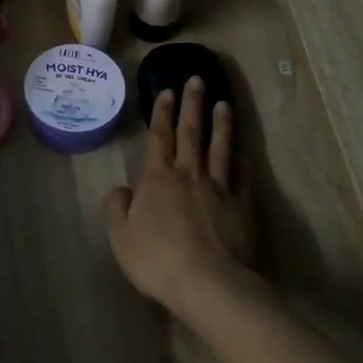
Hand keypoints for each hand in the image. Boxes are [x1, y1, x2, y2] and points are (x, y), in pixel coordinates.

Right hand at [104, 78, 253, 314]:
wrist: (208, 283)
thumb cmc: (157, 260)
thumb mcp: (121, 237)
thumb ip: (117, 209)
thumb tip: (122, 190)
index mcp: (158, 179)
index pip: (159, 137)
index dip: (161, 113)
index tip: (166, 91)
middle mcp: (190, 175)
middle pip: (191, 133)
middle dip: (192, 104)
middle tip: (197, 79)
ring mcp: (220, 188)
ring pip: (221, 148)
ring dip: (221, 124)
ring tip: (224, 103)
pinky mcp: (243, 207)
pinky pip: (243, 178)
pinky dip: (243, 163)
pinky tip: (245, 154)